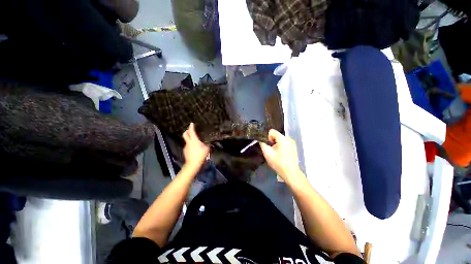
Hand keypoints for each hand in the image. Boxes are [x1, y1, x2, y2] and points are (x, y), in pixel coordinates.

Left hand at [182, 123, 209, 169]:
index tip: (192, 123)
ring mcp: (186, 147)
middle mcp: (188, 142)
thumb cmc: (200, 155)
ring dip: (189, 138)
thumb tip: (208, 141)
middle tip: (190, 130)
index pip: (191, 131)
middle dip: (187, 131)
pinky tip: (194, 148)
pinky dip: (190, 144)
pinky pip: (187, 145)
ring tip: (195, 140)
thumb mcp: (207, 148)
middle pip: (185, 134)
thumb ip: (207, 144)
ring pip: (186, 140)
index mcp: (194, 140)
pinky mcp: (185, 151)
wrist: (193, 164)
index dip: (191, 127)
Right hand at [260, 129, 300, 180]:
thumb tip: (260, 139)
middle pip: (276, 135)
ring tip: (276, 153)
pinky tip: (281, 154)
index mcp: (283, 139)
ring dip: (276, 144)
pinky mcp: (294, 147)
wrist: (291, 173)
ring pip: (280, 139)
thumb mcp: (267, 153)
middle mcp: (289, 139)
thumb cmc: (278, 163)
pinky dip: (281, 146)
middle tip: (271, 151)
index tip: (268, 146)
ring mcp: (292, 143)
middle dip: (272, 141)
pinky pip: (284, 143)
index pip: (272, 131)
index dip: (267, 137)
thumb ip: (262, 144)